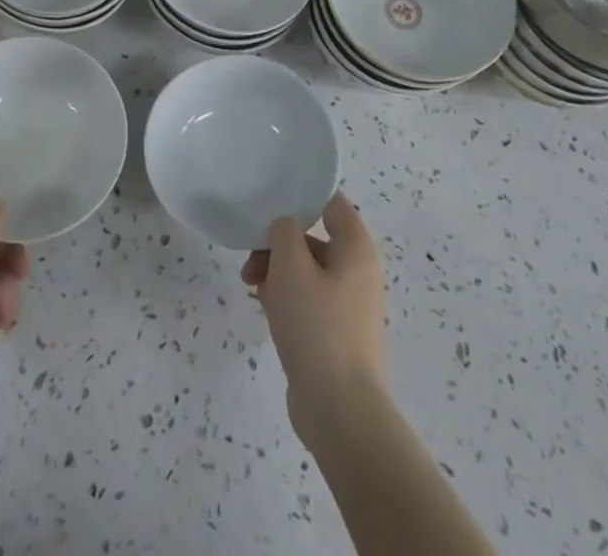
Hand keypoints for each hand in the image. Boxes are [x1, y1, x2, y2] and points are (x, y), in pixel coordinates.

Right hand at [240, 193, 385, 431]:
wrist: (340, 412)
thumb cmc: (317, 326)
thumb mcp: (291, 265)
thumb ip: (284, 231)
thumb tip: (285, 227)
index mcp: (355, 249)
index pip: (331, 202)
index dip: (302, 195)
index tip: (270, 198)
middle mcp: (357, 272)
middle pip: (313, 238)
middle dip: (278, 242)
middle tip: (251, 255)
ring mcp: (348, 305)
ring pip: (306, 270)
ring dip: (275, 271)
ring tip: (250, 285)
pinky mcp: (335, 334)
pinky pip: (307, 300)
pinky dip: (284, 297)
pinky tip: (261, 306)